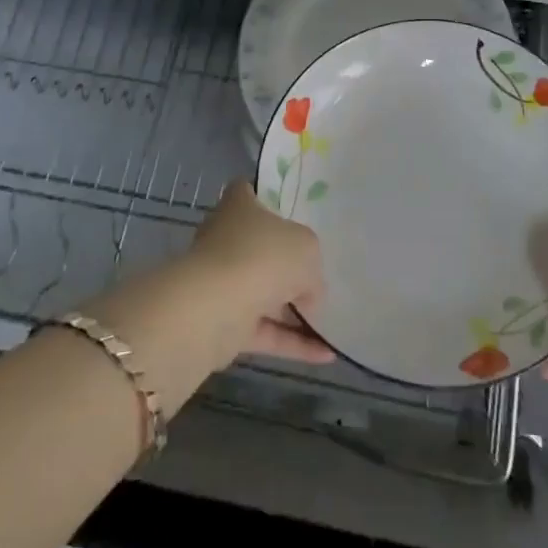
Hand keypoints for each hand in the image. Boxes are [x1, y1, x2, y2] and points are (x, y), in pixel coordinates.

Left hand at [185, 182, 331, 364]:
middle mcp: (226, 240)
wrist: (217, 307)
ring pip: (262, 293)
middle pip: (259, 247)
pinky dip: (291, 343)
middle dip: (285, 264)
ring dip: (292, 310)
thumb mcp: (306, 249)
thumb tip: (307, 291)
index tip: (290, 213)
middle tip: (318, 274)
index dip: (267, 200)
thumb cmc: (263, 255)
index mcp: (239, 207)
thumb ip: (311, 266)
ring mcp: (223, 283)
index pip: (247, 193)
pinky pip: (264, 331)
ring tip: (330, 322)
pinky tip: (324, 354)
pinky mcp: (224, 324)